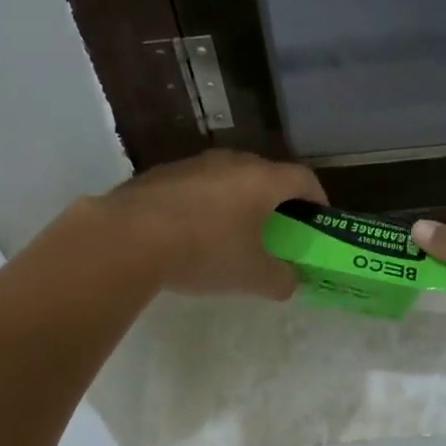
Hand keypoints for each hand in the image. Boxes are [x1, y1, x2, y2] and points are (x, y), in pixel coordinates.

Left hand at [97, 149, 326, 299]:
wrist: (127, 237)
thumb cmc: (205, 251)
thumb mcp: (251, 276)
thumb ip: (279, 279)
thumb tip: (290, 282)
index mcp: (262, 180)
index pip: (303, 179)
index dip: (317, 198)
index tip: (318, 218)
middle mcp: (231, 162)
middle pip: (265, 174)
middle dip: (276, 200)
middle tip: (277, 228)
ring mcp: (193, 164)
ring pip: (227, 178)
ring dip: (237, 200)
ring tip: (232, 231)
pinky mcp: (160, 174)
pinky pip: (196, 186)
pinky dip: (204, 204)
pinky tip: (191, 232)